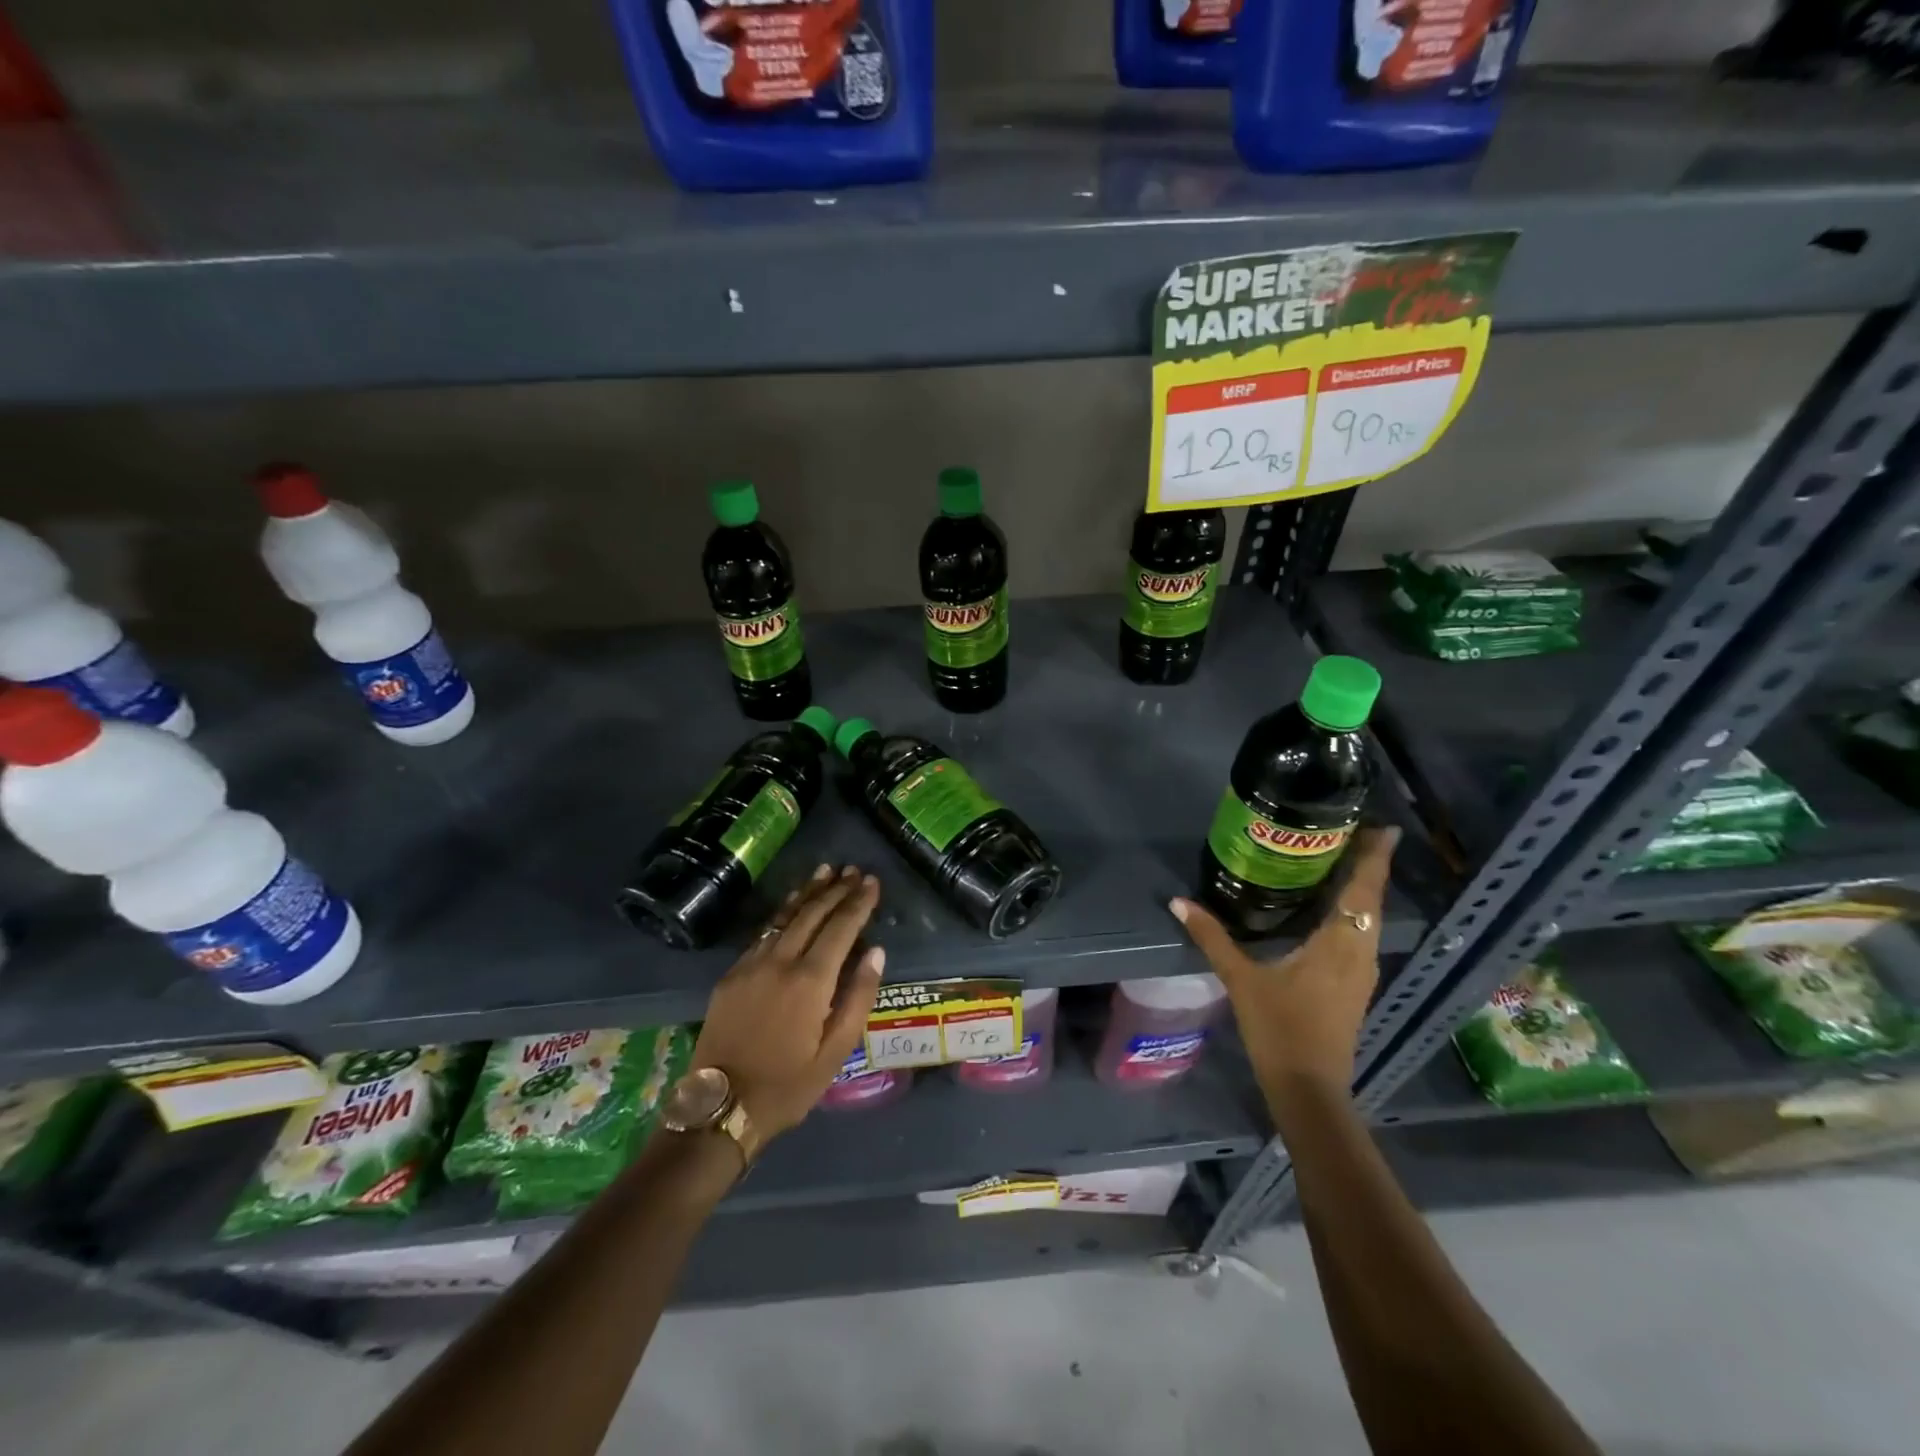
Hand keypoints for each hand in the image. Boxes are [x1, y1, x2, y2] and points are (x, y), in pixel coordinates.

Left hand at [692, 864, 884, 1143]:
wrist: (720, 1108)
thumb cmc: (788, 1085)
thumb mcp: (836, 1052)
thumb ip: (859, 997)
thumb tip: (876, 951)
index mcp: (811, 980)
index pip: (841, 927)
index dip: (858, 902)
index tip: (872, 881)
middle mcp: (780, 961)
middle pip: (813, 913)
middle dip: (836, 890)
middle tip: (854, 871)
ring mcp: (752, 964)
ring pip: (785, 916)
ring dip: (808, 892)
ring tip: (826, 871)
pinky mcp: (733, 974)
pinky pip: (764, 932)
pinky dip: (783, 913)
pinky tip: (791, 906)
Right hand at [1169, 827, 1398, 1095]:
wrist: (1309, 1088)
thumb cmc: (1280, 1029)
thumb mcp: (1241, 979)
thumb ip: (1212, 937)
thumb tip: (1179, 902)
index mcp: (1340, 944)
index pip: (1363, 891)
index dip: (1375, 858)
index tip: (1383, 827)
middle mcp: (1360, 952)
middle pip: (1370, 900)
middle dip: (1367, 866)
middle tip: (1350, 832)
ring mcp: (1362, 972)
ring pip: (1368, 919)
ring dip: (1360, 890)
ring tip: (1339, 861)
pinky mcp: (1355, 985)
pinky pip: (1360, 935)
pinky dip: (1351, 913)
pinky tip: (1328, 909)